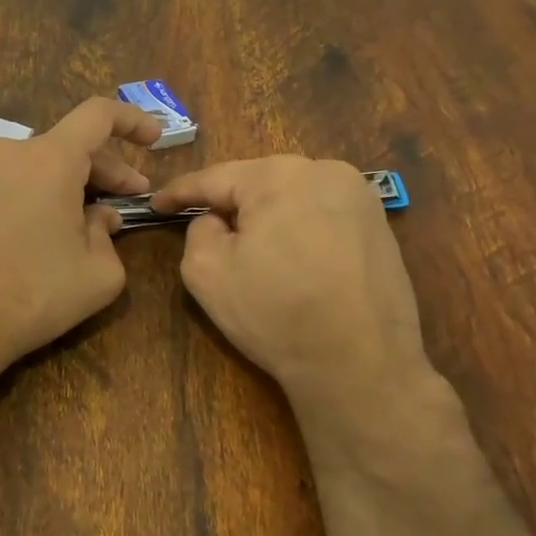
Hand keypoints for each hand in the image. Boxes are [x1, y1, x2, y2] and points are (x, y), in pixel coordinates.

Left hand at [0, 98, 162, 378]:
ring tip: (86, 223)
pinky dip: (35, 196)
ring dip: (69, 185)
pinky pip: (8, 184)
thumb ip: (109, 235)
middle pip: (68, 145)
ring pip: (36, 166)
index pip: (98, 115)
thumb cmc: (32, 294)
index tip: (154, 139)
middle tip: (129, 198)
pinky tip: (44, 234)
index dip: (132, 120)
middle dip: (106, 169)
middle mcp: (8, 153)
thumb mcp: (97, 274)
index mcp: (49, 159)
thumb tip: (99, 217)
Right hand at [150, 156, 441, 414]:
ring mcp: (359, 196)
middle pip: (258, 182)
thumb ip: (197, 230)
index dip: (180, 192)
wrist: (360, 364)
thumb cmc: (275, 313)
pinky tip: (291, 259)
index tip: (155, 204)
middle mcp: (324, 171)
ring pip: (292, 196)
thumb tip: (216, 220)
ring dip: (266, 215)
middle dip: (228, 202)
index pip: (214, 178)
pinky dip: (299, 229)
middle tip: (200, 223)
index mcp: (278, 175)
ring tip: (247, 244)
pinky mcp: (379, 225)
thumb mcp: (206, 272)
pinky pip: (322, 214)